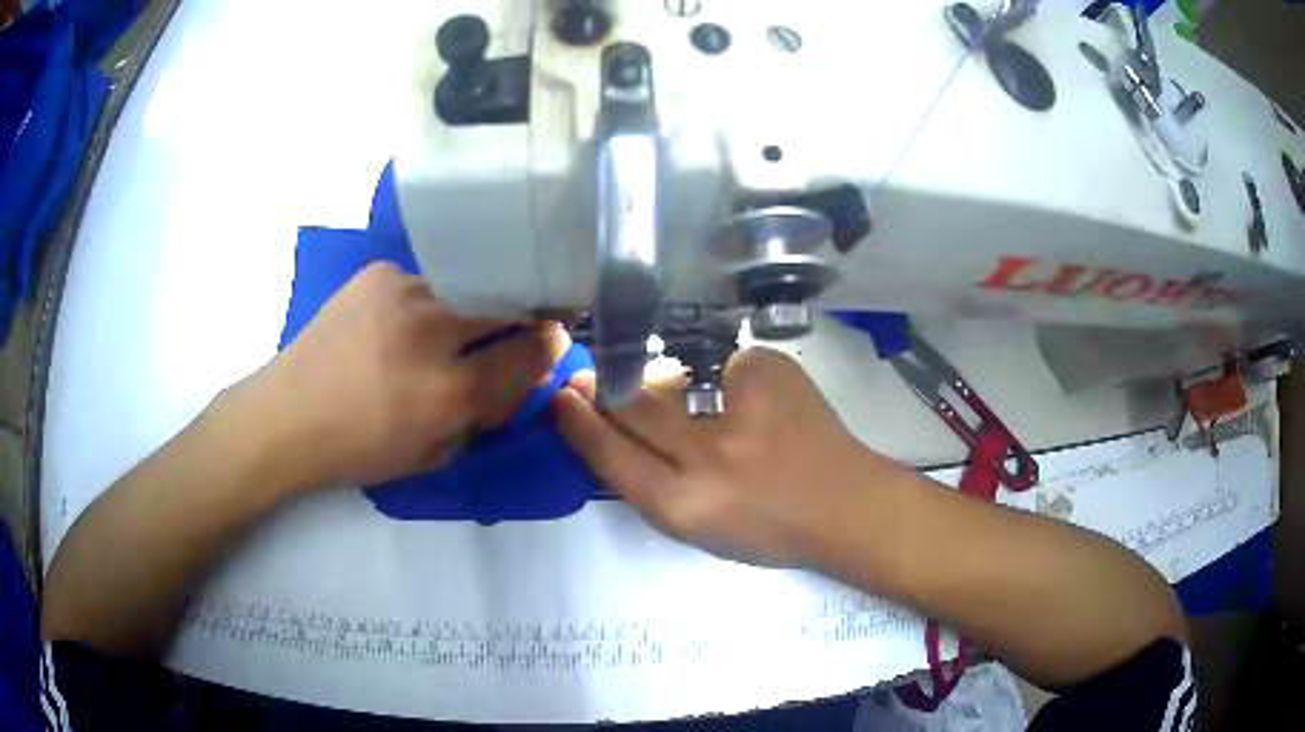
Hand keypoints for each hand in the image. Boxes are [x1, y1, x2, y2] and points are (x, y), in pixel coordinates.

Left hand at [254, 261, 567, 489]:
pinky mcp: (380, 272)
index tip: (549, 344)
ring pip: (467, 288)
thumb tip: (516, 378)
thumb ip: (485, 417)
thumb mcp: (434, 456)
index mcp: (449, 391)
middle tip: (515, 326)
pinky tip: (405, 323)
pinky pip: (428, 282)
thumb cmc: (359, 449)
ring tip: (448, 330)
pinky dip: (431, 302)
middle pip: (507, 303)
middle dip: (521, 315)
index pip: (529, 353)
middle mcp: (432, 331)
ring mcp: (404, 292)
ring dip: (471, 309)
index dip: (548, 349)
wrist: (286, 416)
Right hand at [553, 348, 905, 568]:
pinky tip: (740, 399)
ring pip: (669, 380)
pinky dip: (719, 379)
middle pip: (632, 407)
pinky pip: (720, 365)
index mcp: (684, 505)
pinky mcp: (770, 372)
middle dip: (601, 389)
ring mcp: (742, 407)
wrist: (847, 507)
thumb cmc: (769, 529)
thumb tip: (618, 425)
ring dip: (657, 382)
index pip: (611, 454)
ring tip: (670, 394)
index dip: (579, 424)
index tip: (562, 400)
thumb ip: (651, 483)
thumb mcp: (697, 529)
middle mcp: (707, 456)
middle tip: (585, 377)